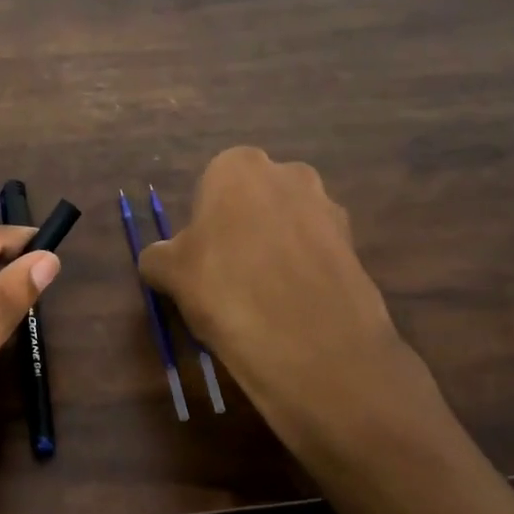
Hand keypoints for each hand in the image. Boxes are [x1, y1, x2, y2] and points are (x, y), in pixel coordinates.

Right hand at [138, 147, 455, 478]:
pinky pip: (316, 252)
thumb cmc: (227, 291)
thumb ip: (159, 256)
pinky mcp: (355, 245)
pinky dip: (304, 272)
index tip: (202, 260)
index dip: (204, 225)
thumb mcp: (170, 274)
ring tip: (264, 298)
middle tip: (229, 276)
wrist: (313, 346)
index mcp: (238, 166)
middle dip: (244, 228)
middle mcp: (287, 173)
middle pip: (255, 200)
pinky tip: (294, 308)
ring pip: (289, 224)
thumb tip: (160, 259)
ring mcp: (328, 207)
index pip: (211, 186)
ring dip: (276, 249)